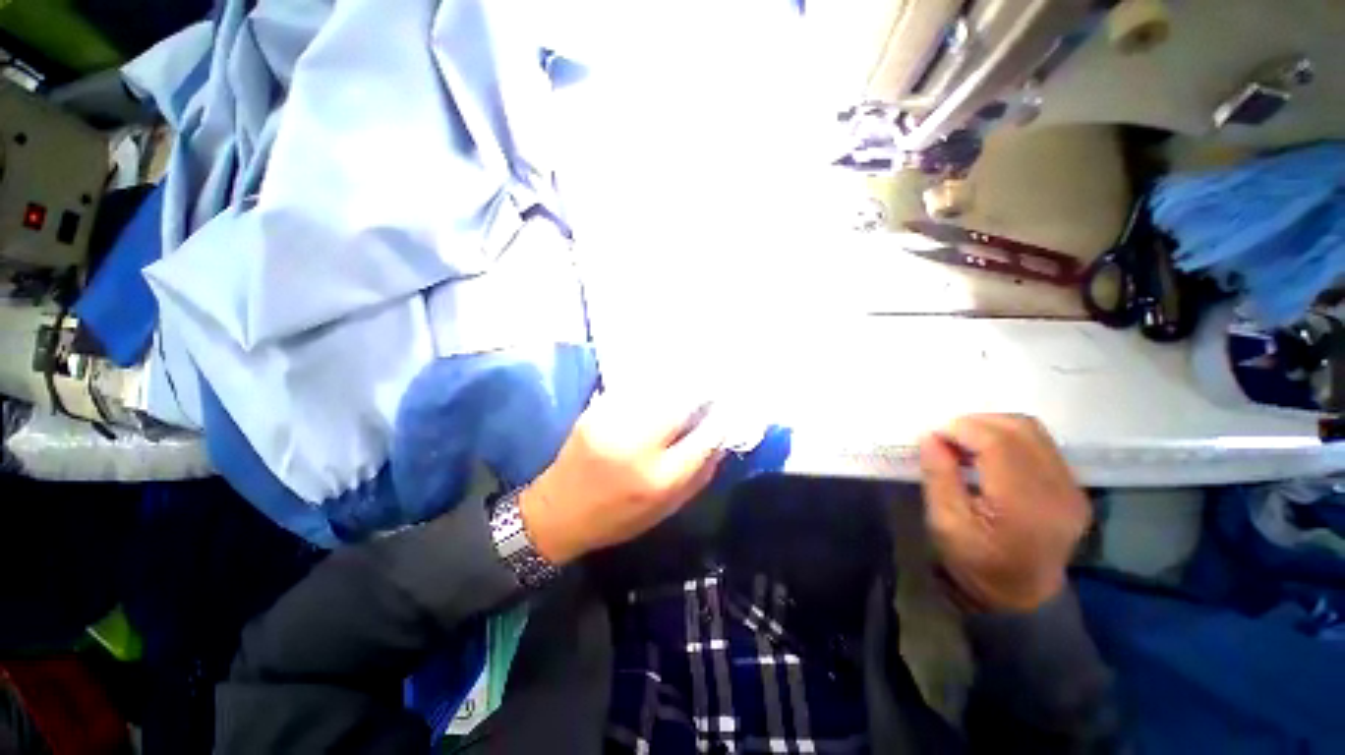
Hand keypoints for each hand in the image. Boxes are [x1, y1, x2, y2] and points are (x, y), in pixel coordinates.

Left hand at [519, 394, 726, 565]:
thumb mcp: (665, 510)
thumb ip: (698, 477)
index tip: (732, 408)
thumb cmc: (617, 519)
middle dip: (703, 392)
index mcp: (658, 479)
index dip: (723, 419)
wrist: (558, 512)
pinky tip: (661, 383)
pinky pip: (634, 389)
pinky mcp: (595, 412)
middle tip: (713, 387)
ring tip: (692, 379)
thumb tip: (721, 442)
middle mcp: (637, 446)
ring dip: (680, 383)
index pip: (705, 438)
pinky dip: (653, 384)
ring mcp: (613, 424)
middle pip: (682, 404)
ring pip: (658, 390)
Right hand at [918, 415, 1090, 612]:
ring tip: (965, 443)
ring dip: (993, 427)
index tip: (933, 436)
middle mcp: (1058, 489)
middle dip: (976, 423)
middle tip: (946, 437)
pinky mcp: (1073, 489)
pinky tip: (987, 455)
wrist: (1022, 599)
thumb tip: (930, 437)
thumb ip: (938, 475)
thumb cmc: (976, 564)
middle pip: (1020, 428)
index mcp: (1024, 504)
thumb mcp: (945, 523)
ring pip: (1033, 431)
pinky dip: (1009, 439)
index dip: (961, 429)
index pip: (997, 443)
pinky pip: (1040, 445)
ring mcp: (1072, 488)